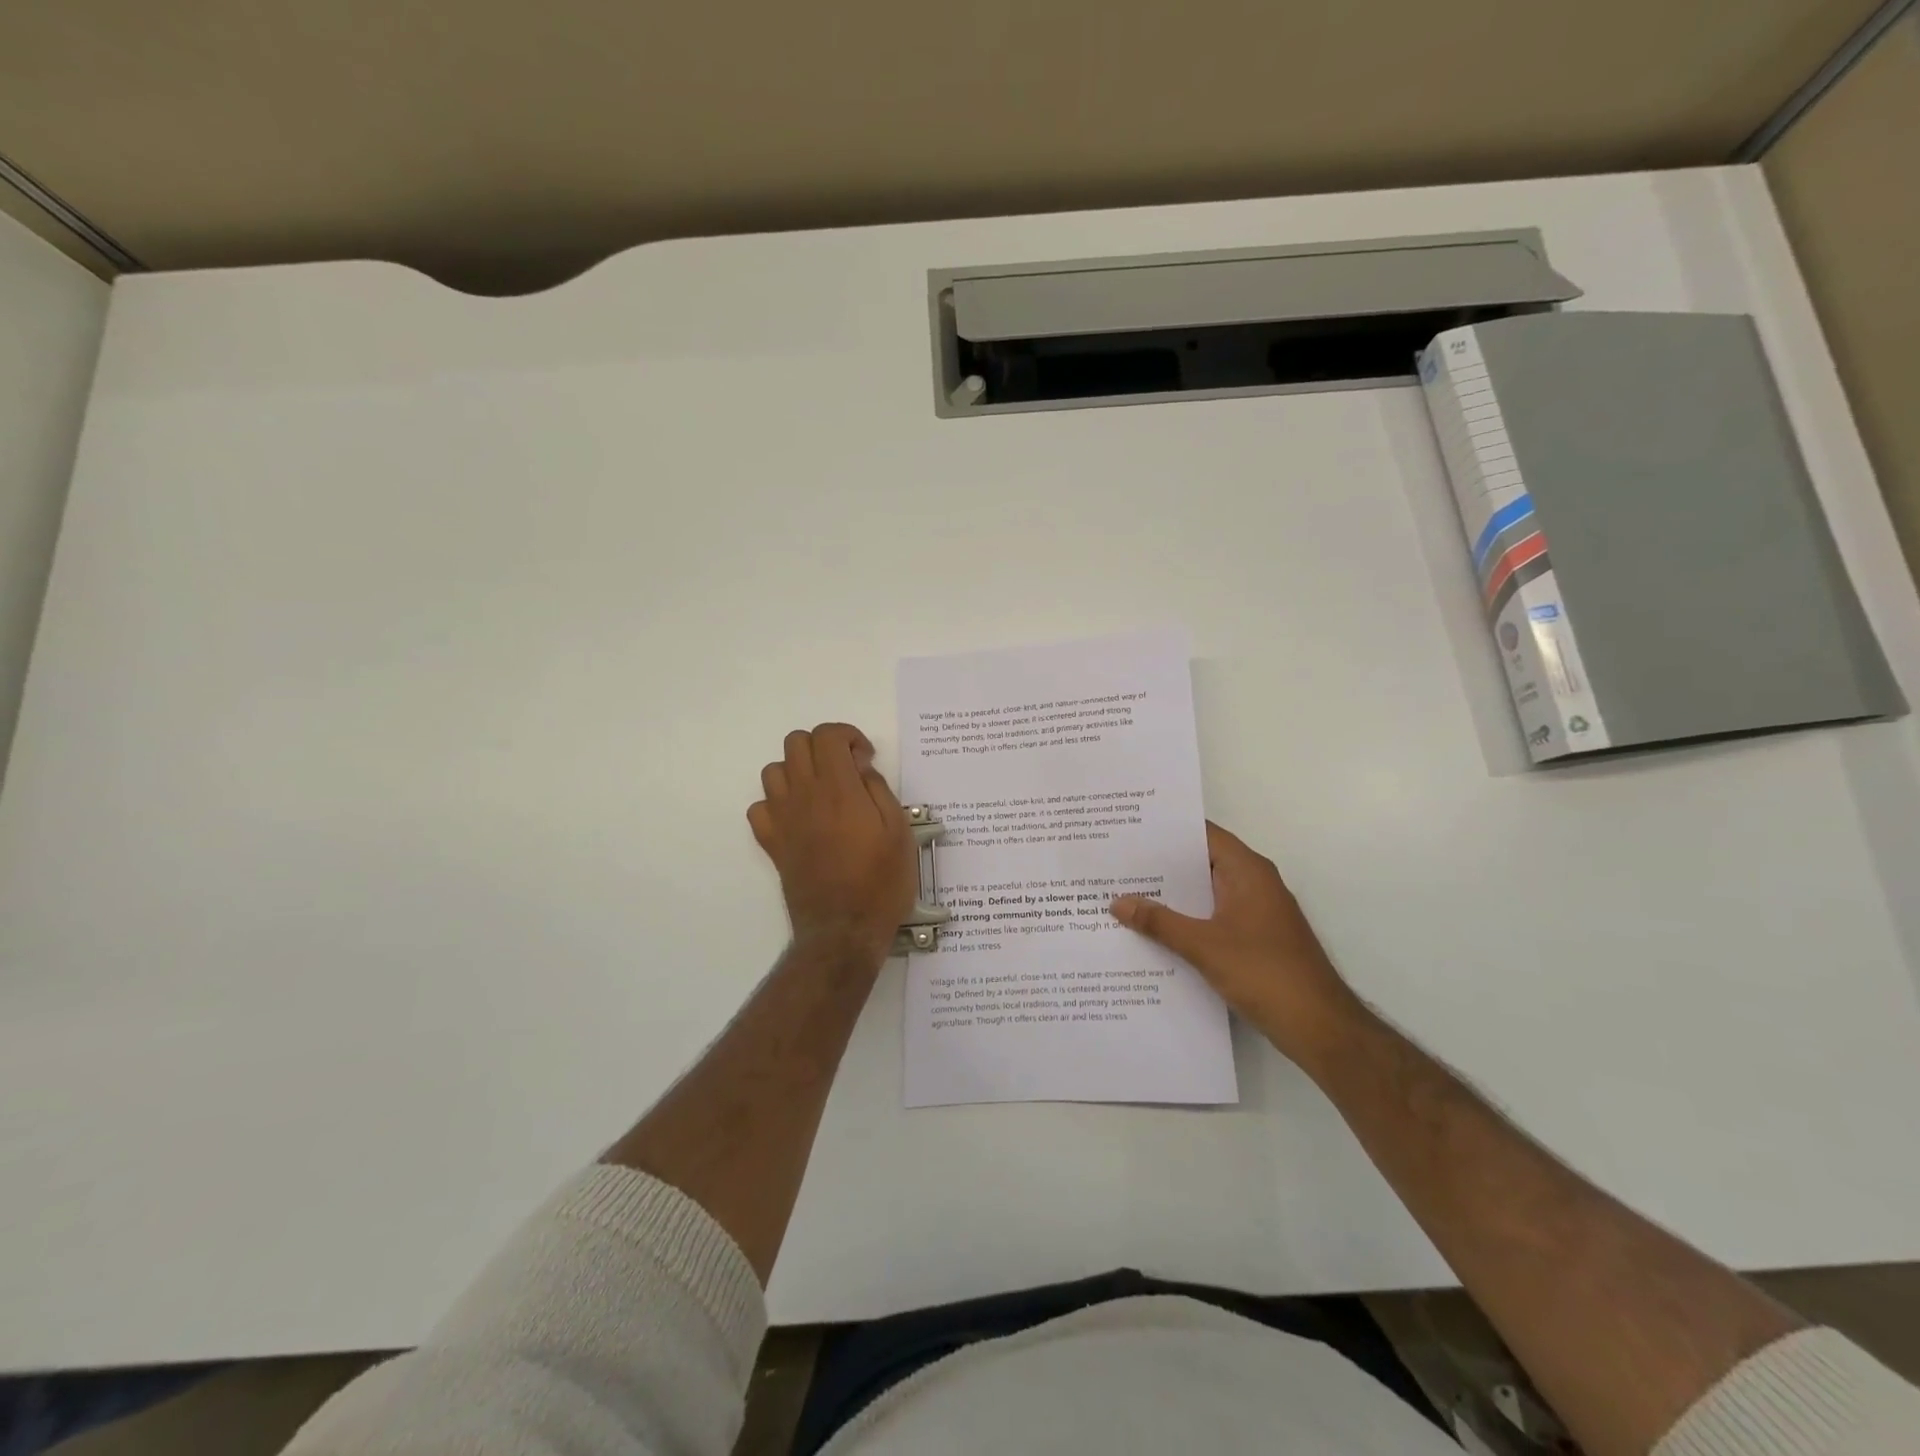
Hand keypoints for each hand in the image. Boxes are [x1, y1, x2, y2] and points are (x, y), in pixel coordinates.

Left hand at [748, 723, 916, 965]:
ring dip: (798, 771)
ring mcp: (782, 819)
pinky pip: (759, 807)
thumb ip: (879, 791)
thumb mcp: (899, 832)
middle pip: (796, 743)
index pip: (827, 735)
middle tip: (846, 771)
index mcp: (838, 789)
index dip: (848, 736)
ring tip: (822, 792)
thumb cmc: (881, 881)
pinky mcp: (772, 843)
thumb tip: (861, 770)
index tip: (865, 759)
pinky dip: (776, 803)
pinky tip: (799, 818)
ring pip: (774, 770)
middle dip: (822, 746)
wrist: (844, 930)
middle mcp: (804, 796)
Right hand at [1111, 822, 1364, 1067]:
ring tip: (1124, 893)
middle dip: (1161, 865)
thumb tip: (1118, 902)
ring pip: (1205, 893)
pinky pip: (1212, 918)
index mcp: (1247, 871)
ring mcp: (1256, 912)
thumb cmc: (1265, 973)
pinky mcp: (1254, 939)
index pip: (1202, 834)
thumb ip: (1160, 922)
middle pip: (1201, 863)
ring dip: (1172, 896)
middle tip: (1116, 862)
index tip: (1128, 828)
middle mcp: (1253, 883)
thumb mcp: (1204, 946)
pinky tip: (1153, 932)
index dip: (1166, 830)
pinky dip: (1186, 920)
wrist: (1319, 1027)